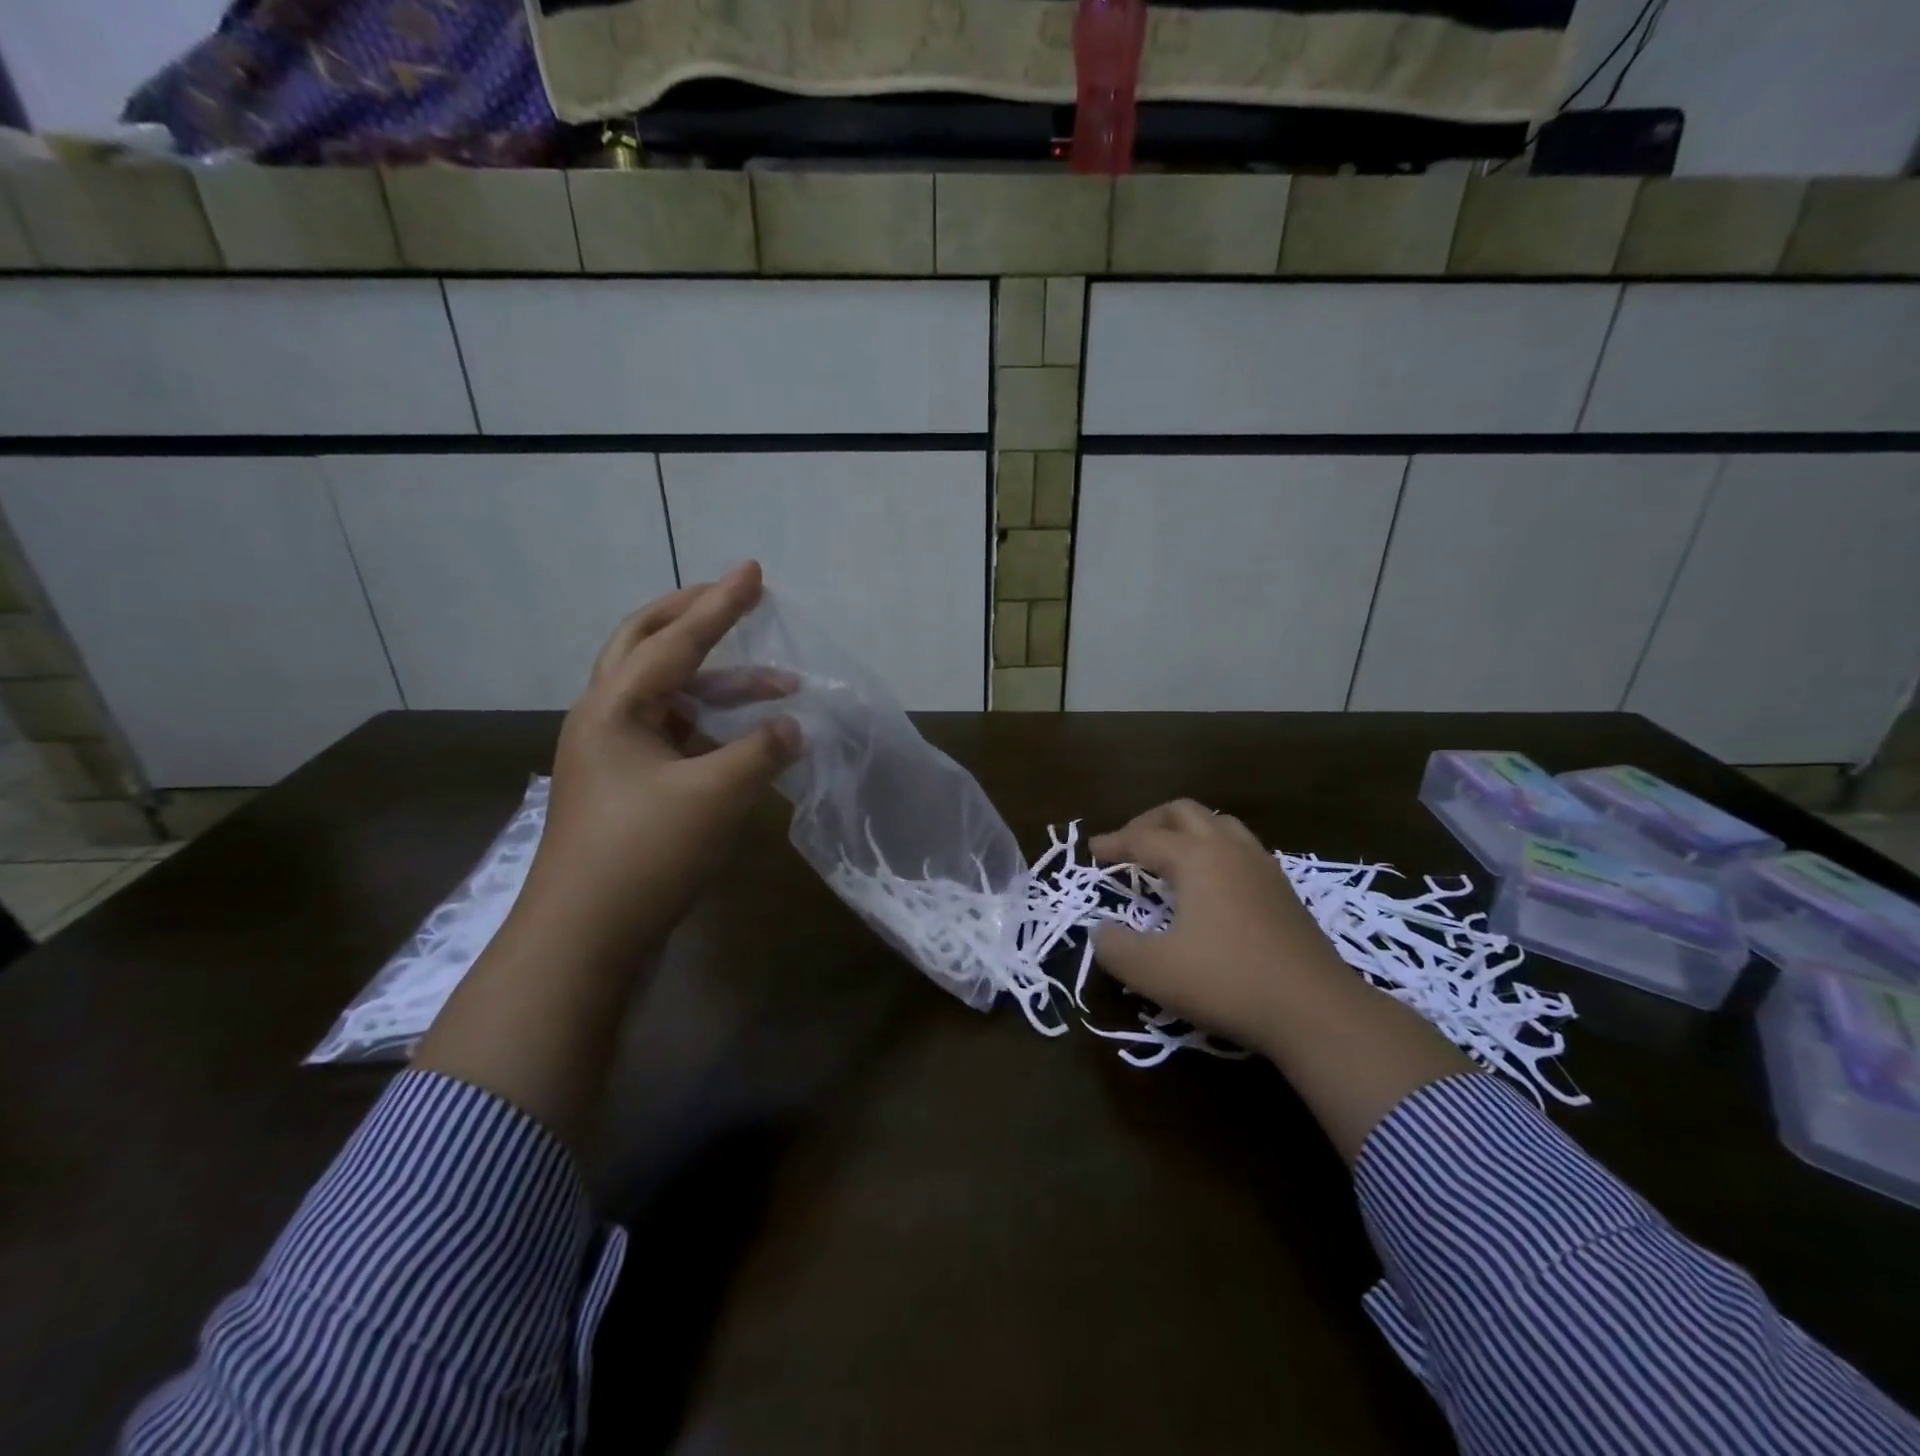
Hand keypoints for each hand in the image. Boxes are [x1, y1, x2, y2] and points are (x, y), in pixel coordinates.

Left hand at [513, 561, 800, 959]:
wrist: (585, 937)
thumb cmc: (645, 853)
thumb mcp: (715, 795)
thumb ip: (761, 750)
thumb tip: (793, 726)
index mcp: (614, 706)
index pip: (676, 640)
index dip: (720, 605)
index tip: (755, 572)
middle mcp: (605, 718)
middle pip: (647, 645)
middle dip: (695, 618)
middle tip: (738, 600)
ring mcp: (613, 754)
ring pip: (668, 695)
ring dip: (719, 685)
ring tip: (779, 687)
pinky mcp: (627, 787)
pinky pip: (675, 734)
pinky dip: (713, 726)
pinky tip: (749, 741)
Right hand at [1092, 799, 1470, 1161]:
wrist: (1316, 1011)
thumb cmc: (1227, 982)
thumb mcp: (1153, 971)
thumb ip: (1114, 948)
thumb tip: (1098, 932)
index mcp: (1196, 858)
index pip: (1144, 838)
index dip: (1113, 843)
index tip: (1091, 851)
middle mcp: (1230, 850)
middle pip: (1184, 813)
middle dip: (1149, 822)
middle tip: (1128, 844)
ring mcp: (1263, 867)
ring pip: (1219, 824)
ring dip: (1186, 830)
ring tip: (1168, 854)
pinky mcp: (1284, 891)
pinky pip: (1241, 847)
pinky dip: (1213, 849)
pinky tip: (1211, 883)